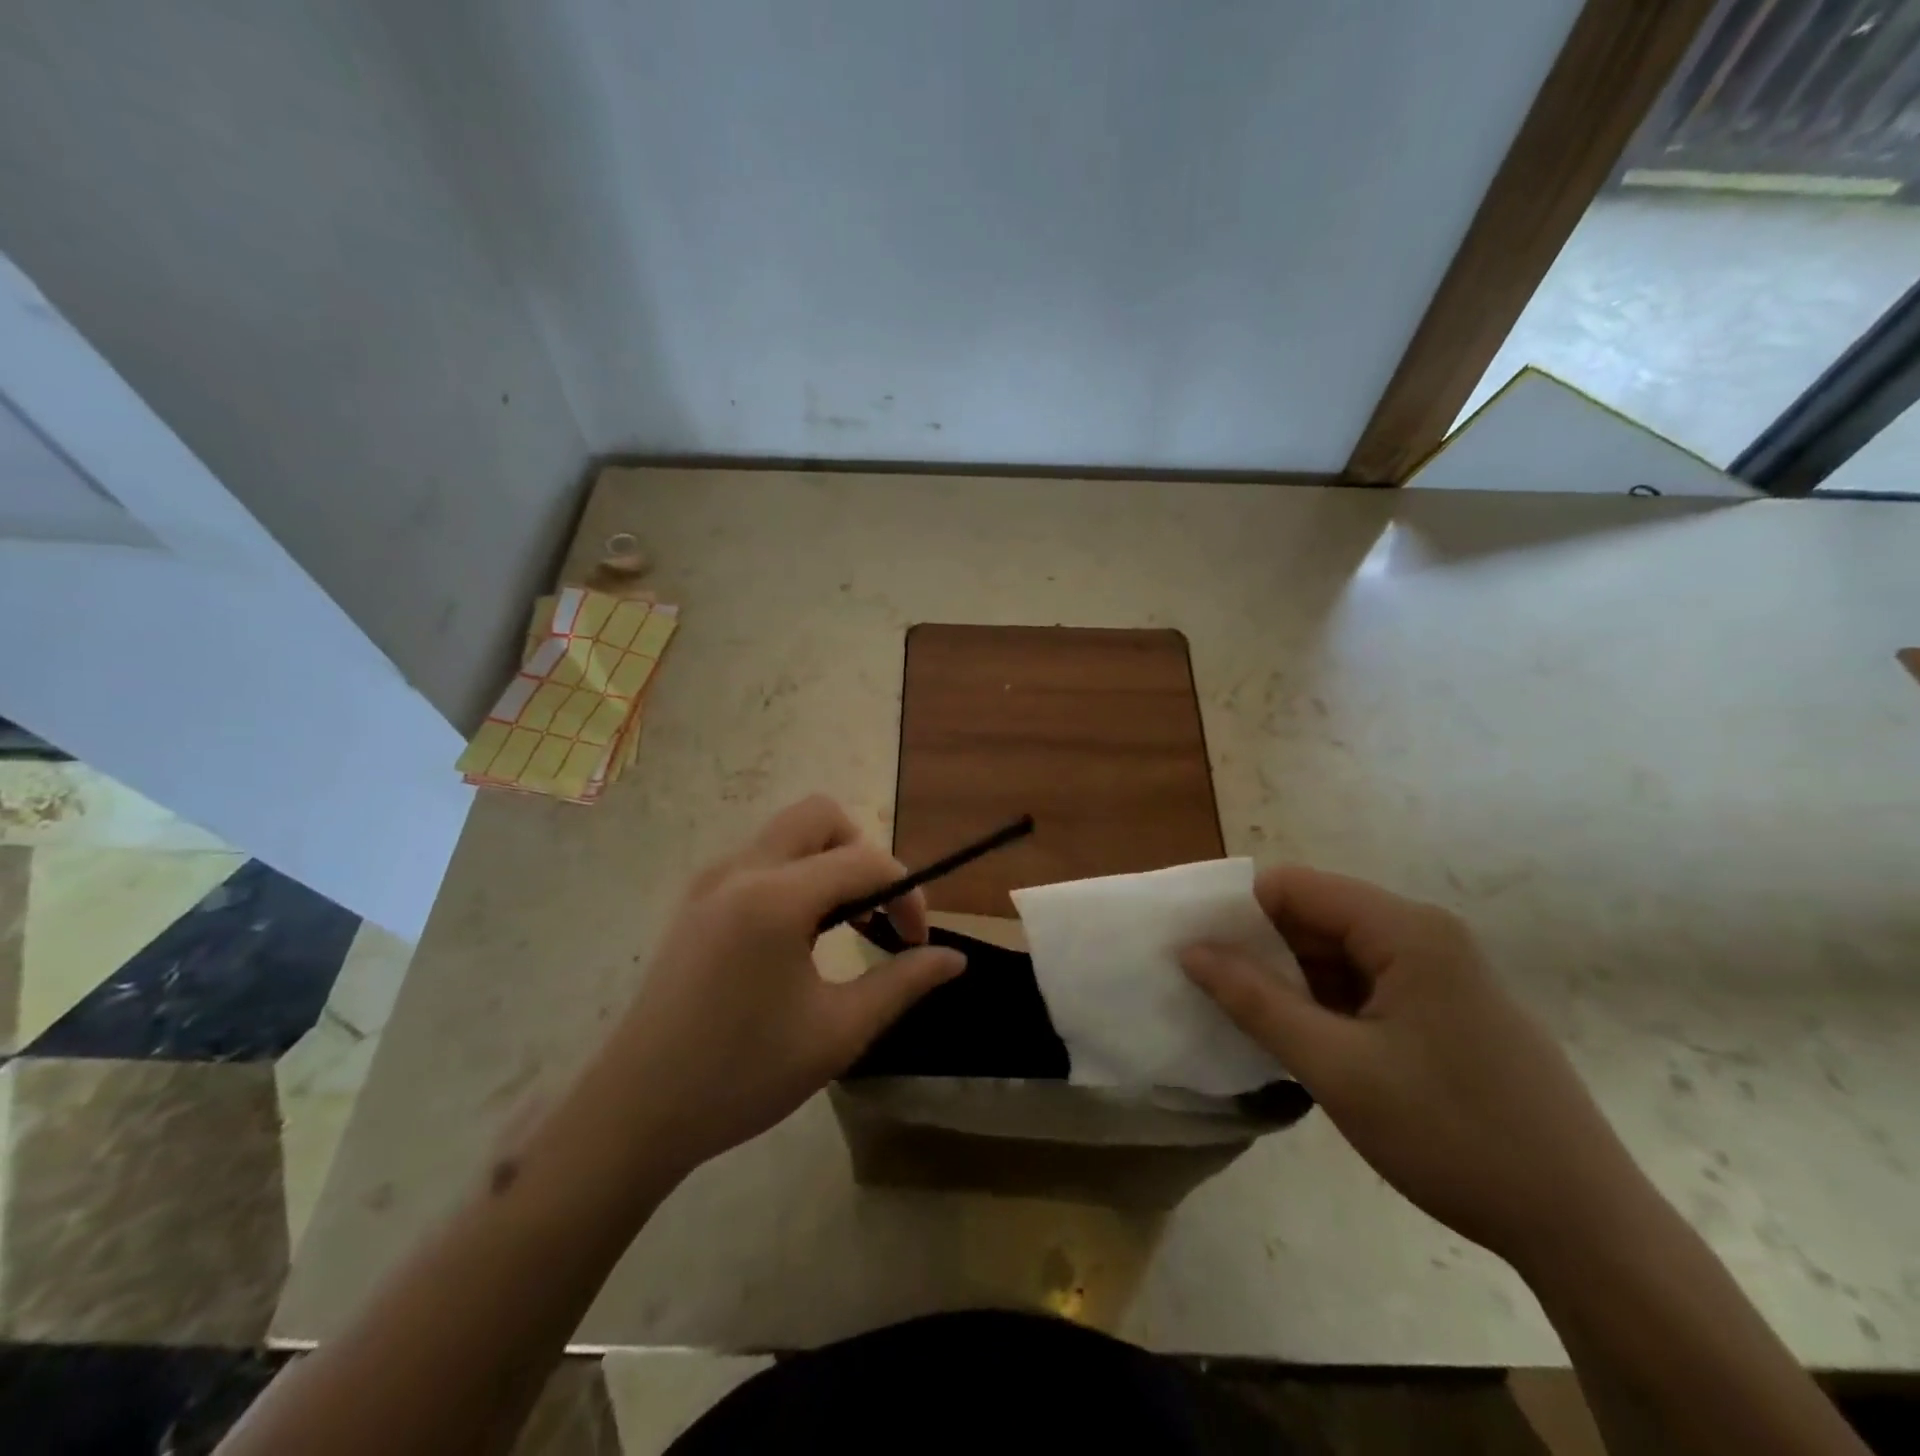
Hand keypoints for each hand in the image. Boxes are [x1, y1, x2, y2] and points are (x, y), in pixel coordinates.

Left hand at [604, 796, 964, 1174]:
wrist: (635, 1113)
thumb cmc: (743, 1075)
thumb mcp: (838, 1033)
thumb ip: (902, 983)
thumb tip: (955, 958)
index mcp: (776, 897)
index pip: (865, 861)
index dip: (907, 893)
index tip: (918, 942)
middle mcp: (741, 870)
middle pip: (820, 816)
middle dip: (862, 852)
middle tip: (875, 913)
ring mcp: (711, 882)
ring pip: (787, 834)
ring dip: (828, 862)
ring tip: (843, 928)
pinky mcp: (695, 902)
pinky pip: (760, 860)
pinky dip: (795, 876)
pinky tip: (797, 938)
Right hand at [1183, 867, 1647, 1265]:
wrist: (1587, 1230)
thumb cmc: (1453, 1135)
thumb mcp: (1336, 1067)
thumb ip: (1255, 1001)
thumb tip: (1190, 950)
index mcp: (1405, 930)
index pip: (1294, 887)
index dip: (1237, 910)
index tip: (1193, 948)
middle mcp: (1425, 935)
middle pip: (1317, 916)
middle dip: (1260, 946)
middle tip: (1209, 987)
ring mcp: (1443, 973)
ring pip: (1340, 953)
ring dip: (1291, 979)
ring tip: (1245, 1016)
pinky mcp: (1449, 1009)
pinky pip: (1368, 984)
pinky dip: (1326, 1003)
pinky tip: (1302, 1040)